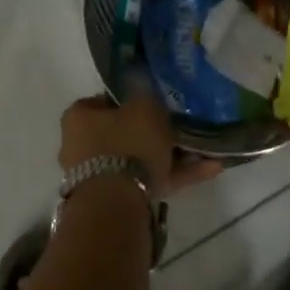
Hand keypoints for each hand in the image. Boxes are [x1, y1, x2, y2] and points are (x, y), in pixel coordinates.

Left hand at [58, 95, 224, 194]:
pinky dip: (175, 175)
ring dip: (171, 156)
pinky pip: (149, 181)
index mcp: (79, 117)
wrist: (117, 202)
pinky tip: (209, 169)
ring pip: (140, 159)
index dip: (134, 99)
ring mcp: (98, 175)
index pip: (108, 100)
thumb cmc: (127, 143)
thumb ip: (147, 95)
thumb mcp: (144, 107)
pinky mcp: (116, 200)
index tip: (159, 102)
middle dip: (156, 132)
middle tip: (185, 128)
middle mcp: (81, 145)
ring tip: (206, 151)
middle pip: (124, 132)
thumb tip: (145, 86)